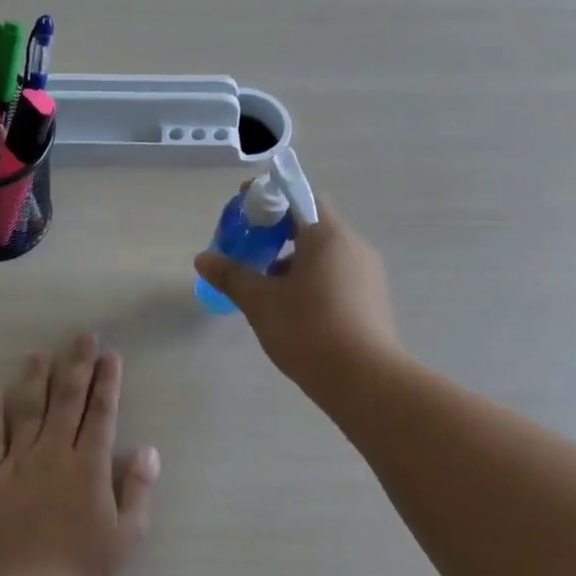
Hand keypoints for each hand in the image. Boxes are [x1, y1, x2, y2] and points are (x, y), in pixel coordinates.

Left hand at [0, 336, 160, 575]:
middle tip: (81, 338)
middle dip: (76, 366)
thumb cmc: (82, 566)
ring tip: (38, 354)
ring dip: (34, 380)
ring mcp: (18, 463)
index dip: (107, 382)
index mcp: (89, 466)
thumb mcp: (127, 534)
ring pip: (27, 411)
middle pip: (67, 401)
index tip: (110, 356)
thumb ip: (138, 488)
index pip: (101, 413)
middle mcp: (54, 454)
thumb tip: (148, 449)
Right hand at [194, 198, 402, 390]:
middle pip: (312, 225)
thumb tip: (203, 258)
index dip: (270, 197)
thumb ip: (231, 276)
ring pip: (324, 254)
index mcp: (327, 236)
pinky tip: (293, 309)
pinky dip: (312, 280)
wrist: (363, 378)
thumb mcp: (260, 302)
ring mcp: (367, 274)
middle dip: (277, 232)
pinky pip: (337, 276)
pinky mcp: (372, 300)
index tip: (244, 207)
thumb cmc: (308, 329)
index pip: (299, 197)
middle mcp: (353, 246)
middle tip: (248, 250)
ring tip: (265, 286)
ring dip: (293, 260)